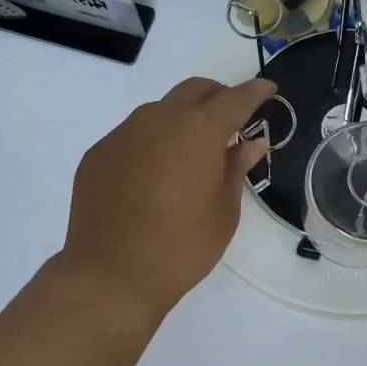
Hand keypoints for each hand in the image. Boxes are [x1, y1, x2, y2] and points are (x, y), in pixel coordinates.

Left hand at [58, 75, 275, 316]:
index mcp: (199, 129)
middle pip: (194, 90)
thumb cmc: (182, 245)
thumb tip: (251, 143)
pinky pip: (132, 136)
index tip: (268, 90)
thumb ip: (237, 167)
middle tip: (230, 121)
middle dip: (217, 97)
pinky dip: (151, 143)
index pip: (235, 98)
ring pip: (160, 111)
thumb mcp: (224, 210)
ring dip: (181, 120)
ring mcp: (123, 134)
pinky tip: (152, 176)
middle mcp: (159, 119)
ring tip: (189, 154)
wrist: (111, 275)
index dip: (256, 91)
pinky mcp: (98, 154)